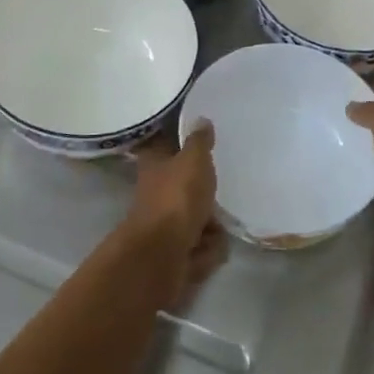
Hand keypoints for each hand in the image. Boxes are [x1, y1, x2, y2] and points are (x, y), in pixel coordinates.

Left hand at [126, 123, 227, 306]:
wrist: (162, 254)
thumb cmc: (177, 197)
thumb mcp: (193, 160)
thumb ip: (199, 141)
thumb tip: (200, 119)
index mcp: (155, 164)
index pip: (167, 147)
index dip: (183, 146)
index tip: (205, 145)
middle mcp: (157, 192)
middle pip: (187, 186)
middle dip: (205, 194)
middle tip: (218, 190)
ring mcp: (165, 224)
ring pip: (197, 217)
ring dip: (210, 225)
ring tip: (216, 226)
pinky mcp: (175, 252)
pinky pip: (200, 247)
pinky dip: (207, 249)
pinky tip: (209, 247)